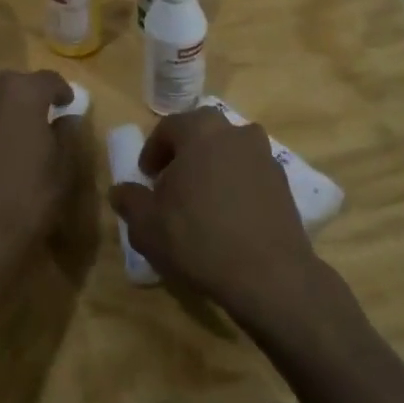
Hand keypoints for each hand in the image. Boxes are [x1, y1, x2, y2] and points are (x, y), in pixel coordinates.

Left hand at [0, 69, 75, 298]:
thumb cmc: (27, 200)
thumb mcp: (63, 170)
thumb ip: (67, 135)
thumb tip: (65, 119)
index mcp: (21, 93)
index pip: (48, 79)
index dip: (62, 91)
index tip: (68, 105)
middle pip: (14, 84)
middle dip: (30, 97)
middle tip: (43, 118)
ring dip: (4, 112)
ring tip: (16, 137)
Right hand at [108, 108, 320, 328]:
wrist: (269, 275)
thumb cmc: (199, 239)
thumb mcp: (148, 226)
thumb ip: (130, 202)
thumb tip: (120, 191)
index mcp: (200, 131)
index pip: (169, 127)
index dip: (153, 151)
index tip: (146, 177)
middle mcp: (235, 133)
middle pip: (203, 133)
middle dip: (185, 153)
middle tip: (172, 184)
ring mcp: (264, 156)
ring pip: (229, 152)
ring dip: (213, 167)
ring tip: (201, 201)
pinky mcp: (283, 183)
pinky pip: (250, 174)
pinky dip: (236, 186)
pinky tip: (228, 218)